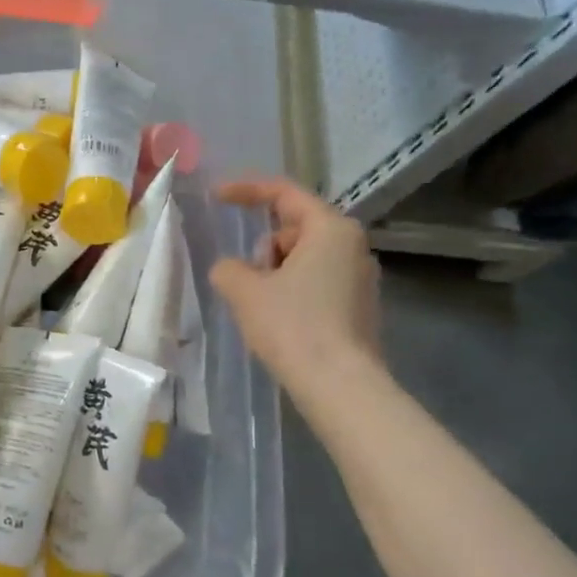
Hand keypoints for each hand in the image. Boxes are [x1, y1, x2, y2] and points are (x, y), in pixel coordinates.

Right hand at [210, 175, 382, 387]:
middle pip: (293, 229)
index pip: (284, 193)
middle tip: (248, 280)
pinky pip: (316, 283)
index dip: (246, 191)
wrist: (339, 385)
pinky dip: (293, 292)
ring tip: (261, 307)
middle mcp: (352, 245)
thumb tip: (230, 269)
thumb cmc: (293, 327)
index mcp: (330, 229)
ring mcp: (360, 277)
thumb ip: (228, 268)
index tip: (216, 197)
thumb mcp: (245, 292)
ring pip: (304, 258)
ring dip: (276, 273)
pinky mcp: (359, 306)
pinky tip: (281, 323)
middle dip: (263, 248)